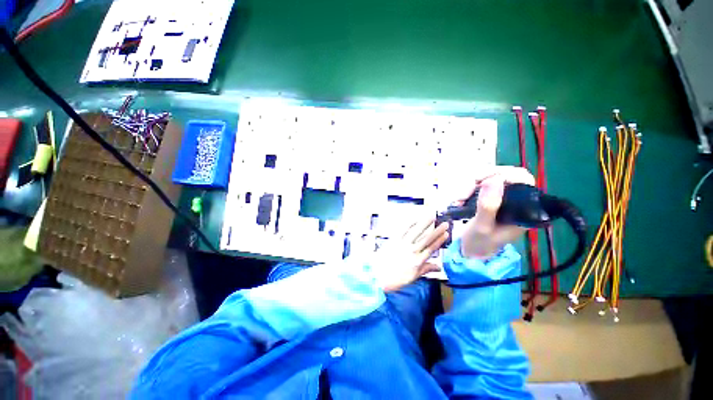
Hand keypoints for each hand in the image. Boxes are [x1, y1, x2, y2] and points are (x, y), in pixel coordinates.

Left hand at [369, 217, 449, 292]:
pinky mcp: (393, 240)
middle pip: (426, 238)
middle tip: (445, 223)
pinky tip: (415, 219)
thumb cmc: (394, 279)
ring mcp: (402, 243)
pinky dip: (409, 224)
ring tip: (432, 216)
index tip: (446, 233)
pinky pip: (402, 230)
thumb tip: (438, 267)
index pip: (431, 248)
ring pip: (416, 232)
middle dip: (436, 230)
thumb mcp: (412, 277)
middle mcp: (411, 250)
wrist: (376, 276)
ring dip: (425, 223)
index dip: (439, 240)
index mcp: (417, 261)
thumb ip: (425, 269)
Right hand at [457, 166, 534, 258]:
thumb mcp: (482, 227)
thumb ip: (488, 206)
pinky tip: (459, 200)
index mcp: (523, 210)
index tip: (483, 181)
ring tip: (459, 199)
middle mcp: (515, 201)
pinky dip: (468, 190)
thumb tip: (494, 179)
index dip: (505, 174)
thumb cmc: (480, 243)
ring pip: (490, 179)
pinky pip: (480, 185)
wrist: (470, 251)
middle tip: (467, 189)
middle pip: (505, 176)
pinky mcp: (490, 199)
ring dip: (471, 186)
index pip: (523, 180)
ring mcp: (502, 199)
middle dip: (484, 179)